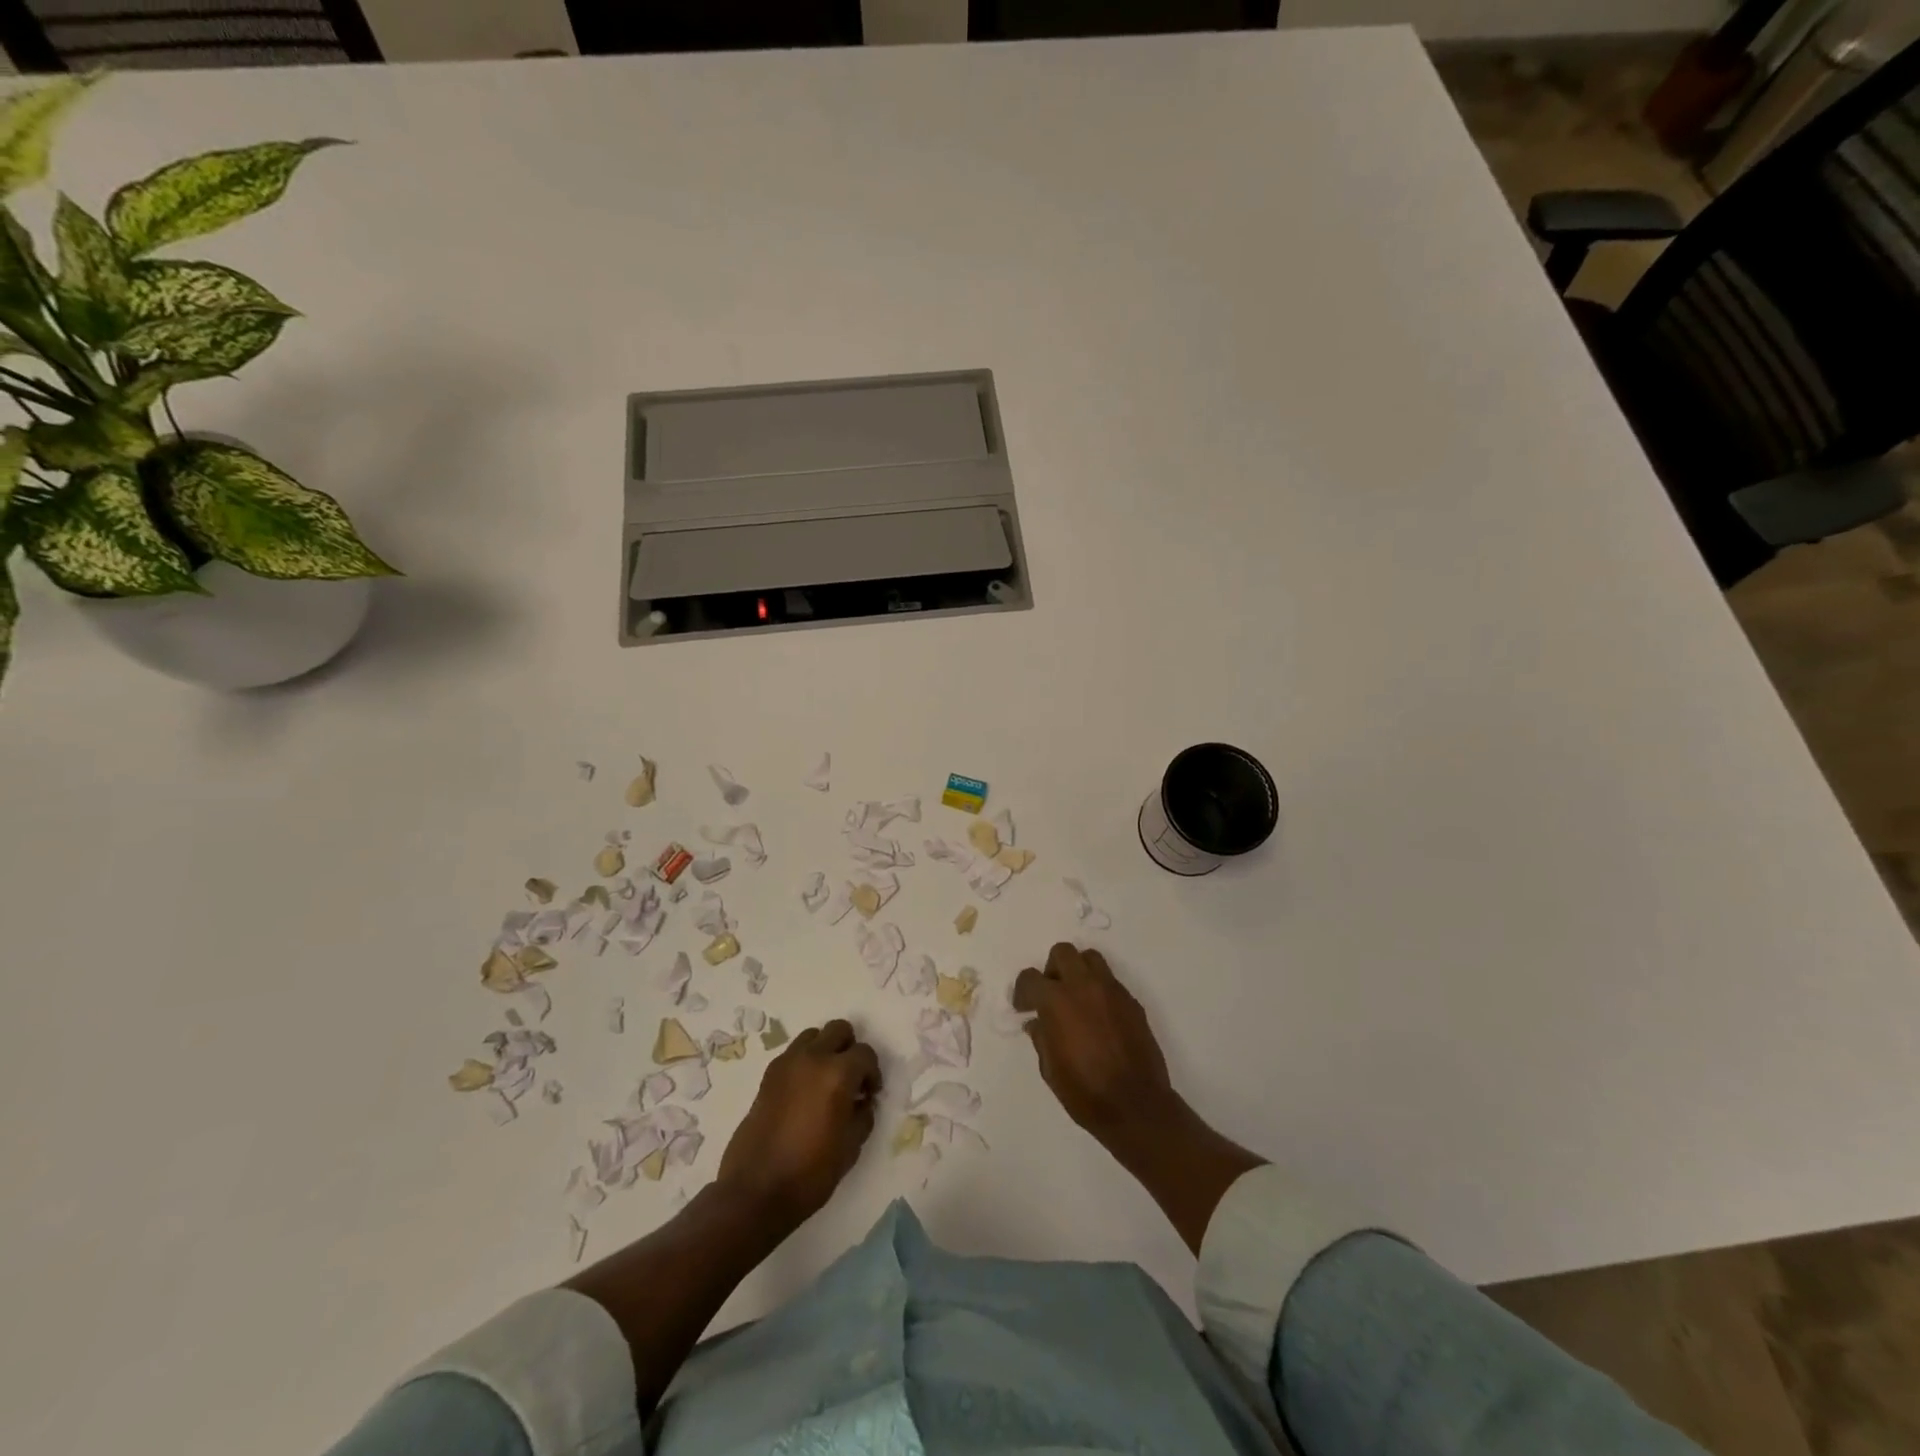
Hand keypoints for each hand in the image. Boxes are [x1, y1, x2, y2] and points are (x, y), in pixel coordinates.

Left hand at [717, 1019, 880, 1227]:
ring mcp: (786, 1063)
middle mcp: (812, 1058)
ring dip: (825, 1051)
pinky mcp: (768, 1076)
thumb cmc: (810, 1172)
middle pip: (839, 1030)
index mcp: (837, 1073)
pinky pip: (793, 1054)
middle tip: (851, 1079)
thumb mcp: (851, 1147)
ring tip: (826, 1082)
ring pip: (813, 1036)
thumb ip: (863, 1115)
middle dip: (850, 1049)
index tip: (869, 1094)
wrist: (756, 1191)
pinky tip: (804, 1093)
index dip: (872, 1073)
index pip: (865, 1054)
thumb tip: (862, 1101)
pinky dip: (804, 1062)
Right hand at [1013, 943, 1181, 1148]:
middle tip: (1051, 995)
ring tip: (1076, 998)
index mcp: (1057, 1002)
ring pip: (1090, 959)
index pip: (1031, 977)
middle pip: (1063, 953)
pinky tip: (1099, 1017)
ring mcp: (1111, 991)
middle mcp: (1084, 986)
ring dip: (1078, 971)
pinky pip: (1110, 981)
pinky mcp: (1132, 1001)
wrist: (1136, 1106)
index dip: (1023, 991)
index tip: (1024, 1008)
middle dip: (1052, 970)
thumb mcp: (1050, 1069)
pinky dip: (1099, 989)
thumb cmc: (1085, 1093)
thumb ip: (1041, 1038)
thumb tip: (1037, 1023)